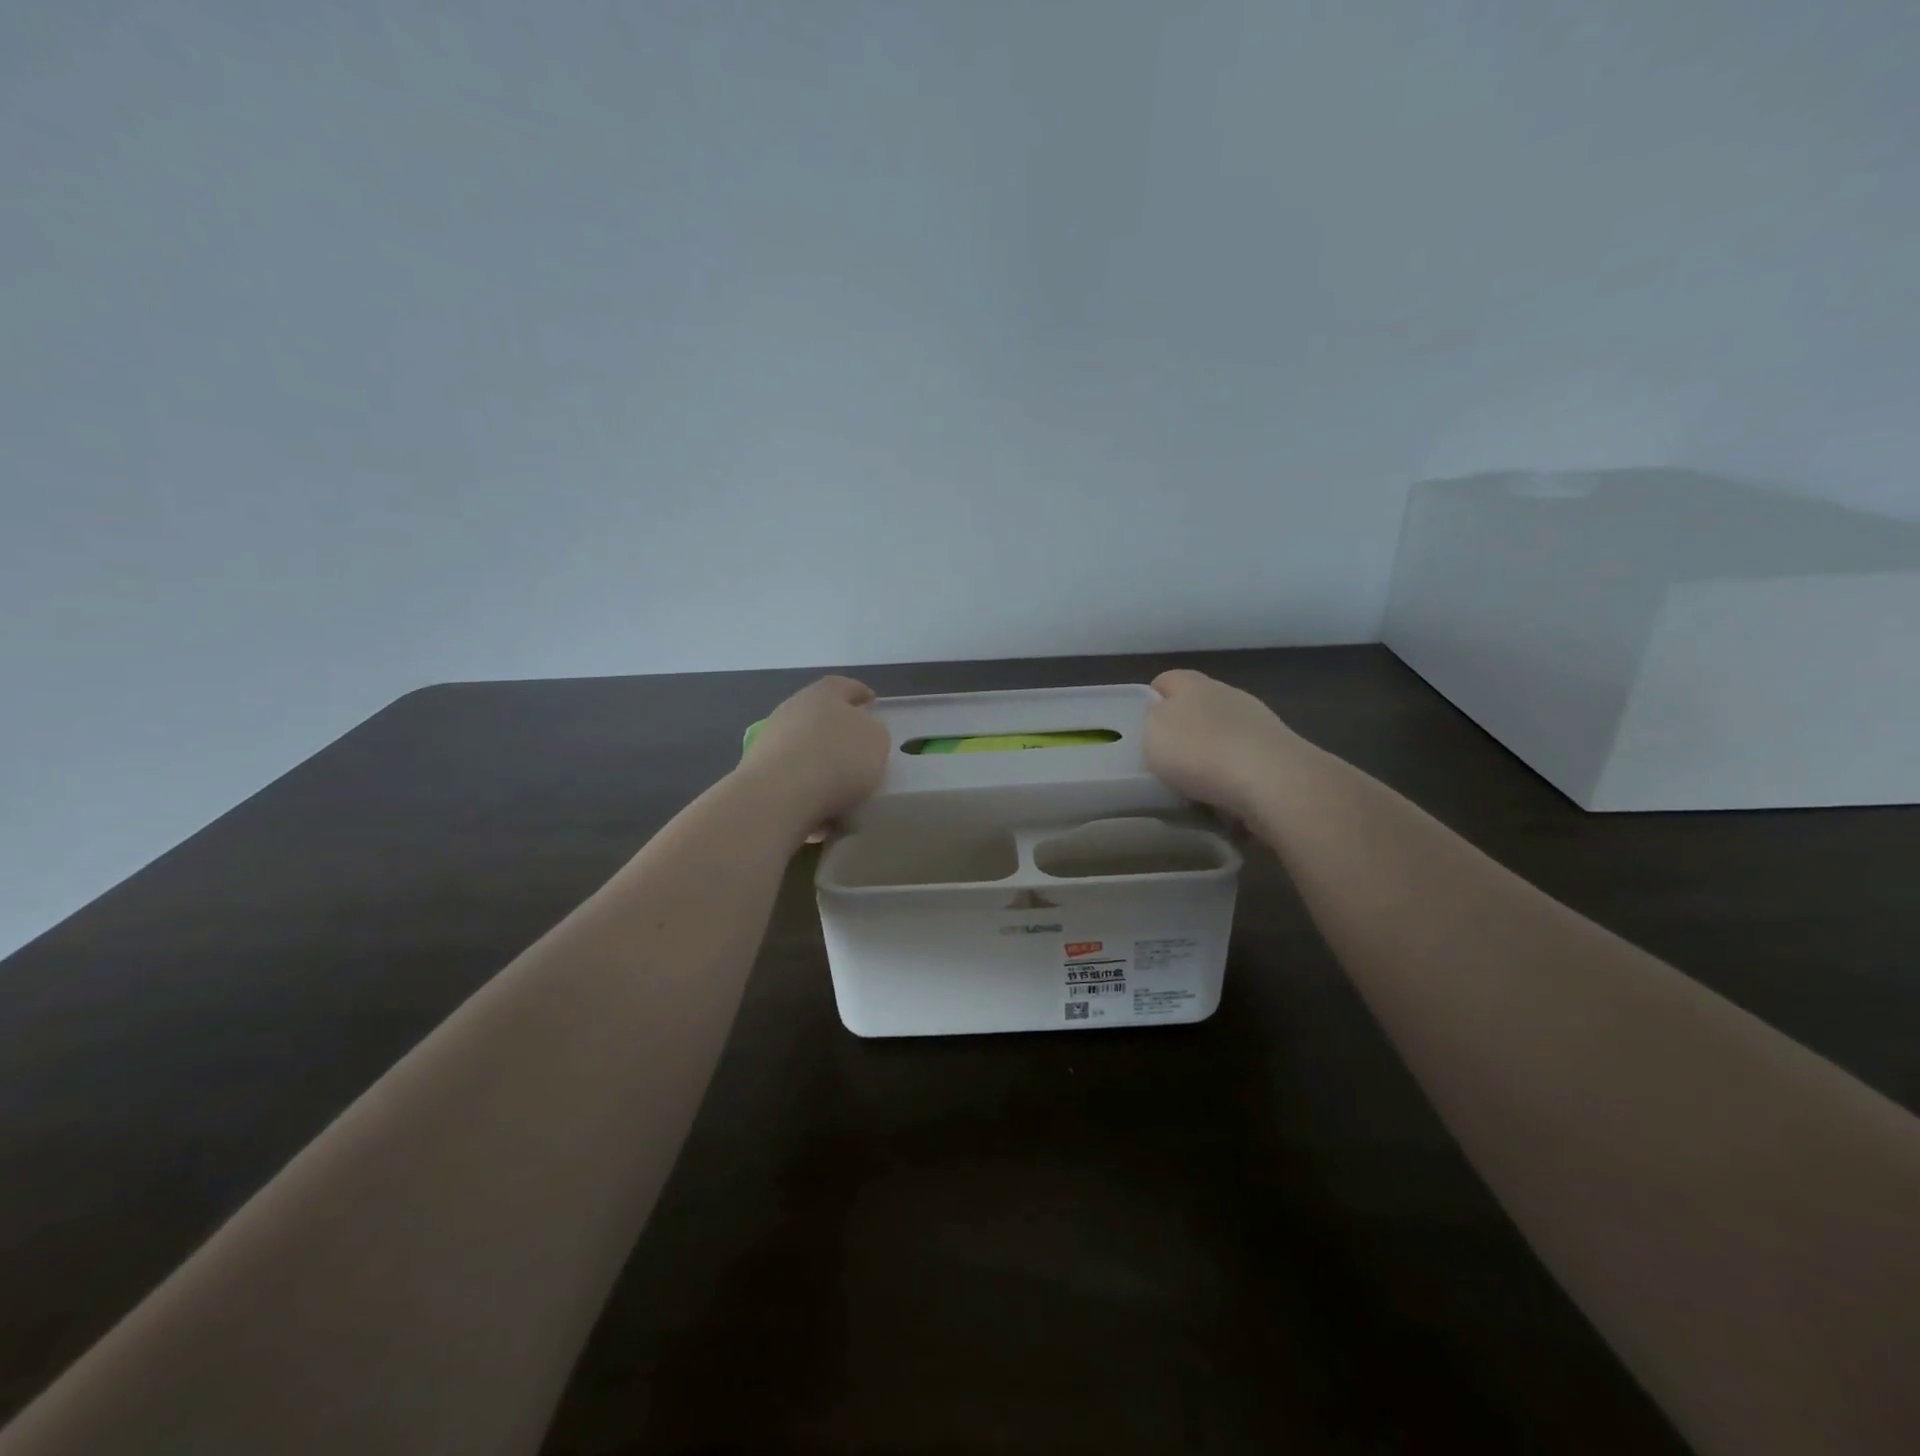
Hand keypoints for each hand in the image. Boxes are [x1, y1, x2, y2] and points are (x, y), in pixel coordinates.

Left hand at [739, 675, 889, 833]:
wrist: (779, 795)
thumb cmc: (838, 758)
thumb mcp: (877, 741)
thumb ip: (873, 732)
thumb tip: (862, 733)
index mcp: (824, 693)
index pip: (845, 686)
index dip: (860, 694)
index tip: (872, 704)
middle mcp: (793, 709)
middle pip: (820, 716)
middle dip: (838, 733)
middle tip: (858, 751)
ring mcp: (770, 740)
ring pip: (804, 749)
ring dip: (821, 766)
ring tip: (842, 793)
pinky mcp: (758, 772)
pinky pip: (792, 779)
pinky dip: (807, 791)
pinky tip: (821, 814)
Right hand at [1144, 669, 1300, 820]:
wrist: (1271, 781)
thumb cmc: (1200, 751)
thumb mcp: (1153, 732)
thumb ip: (1152, 719)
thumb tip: (1162, 716)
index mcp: (1194, 684)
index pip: (1167, 680)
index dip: (1151, 699)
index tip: (1140, 727)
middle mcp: (1229, 695)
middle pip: (1199, 708)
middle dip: (1184, 731)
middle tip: (1166, 761)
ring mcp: (1259, 724)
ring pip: (1225, 736)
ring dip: (1212, 757)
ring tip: (1196, 789)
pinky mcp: (1279, 755)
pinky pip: (1246, 765)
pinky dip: (1234, 780)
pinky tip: (1225, 803)